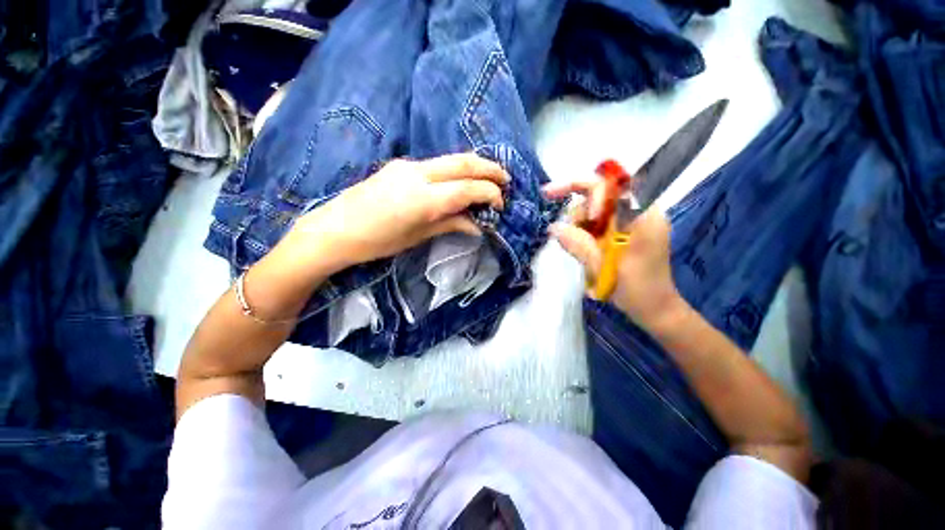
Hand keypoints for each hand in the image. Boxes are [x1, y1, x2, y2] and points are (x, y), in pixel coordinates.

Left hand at [292, 153, 507, 268]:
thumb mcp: (418, 236)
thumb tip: (477, 224)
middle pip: (463, 162)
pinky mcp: (399, 165)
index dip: (489, 194)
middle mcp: (417, 174)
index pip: (467, 188)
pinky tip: (459, 182)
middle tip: (505, 180)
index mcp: (423, 198)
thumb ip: (450, 224)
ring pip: (450, 159)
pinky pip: (435, 165)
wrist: (334, 230)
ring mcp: (407, 166)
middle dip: (489, 169)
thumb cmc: (377, 242)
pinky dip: (454, 171)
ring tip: (488, 179)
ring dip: (473, 167)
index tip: (501, 204)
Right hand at [543, 178, 683, 330]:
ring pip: (596, 208)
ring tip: (578, 249)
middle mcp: (639, 211)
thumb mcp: (603, 268)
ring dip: (580, 224)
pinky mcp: (626, 230)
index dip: (581, 187)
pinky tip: (584, 247)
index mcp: (641, 216)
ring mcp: (633, 220)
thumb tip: (553, 228)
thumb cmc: (636, 291)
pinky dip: (586, 231)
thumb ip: (578, 245)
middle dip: (578, 212)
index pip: (609, 184)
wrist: (656, 308)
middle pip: (600, 194)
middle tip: (566, 234)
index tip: (555, 199)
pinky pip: (600, 221)